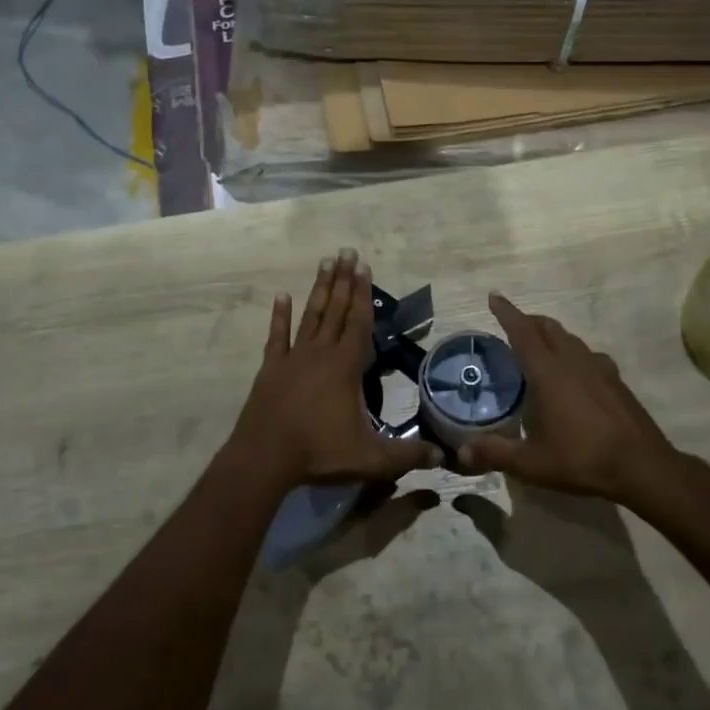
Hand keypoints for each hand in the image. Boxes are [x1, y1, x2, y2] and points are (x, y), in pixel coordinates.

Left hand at [227, 250, 442, 490]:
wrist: (265, 458)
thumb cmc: (320, 453)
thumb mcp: (371, 458)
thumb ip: (408, 455)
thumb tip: (444, 458)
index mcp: (345, 367)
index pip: (358, 323)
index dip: (363, 294)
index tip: (364, 266)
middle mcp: (320, 353)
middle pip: (335, 310)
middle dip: (343, 280)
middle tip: (347, 251)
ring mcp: (293, 358)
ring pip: (309, 316)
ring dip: (319, 289)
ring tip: (325, 262)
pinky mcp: (271, 369)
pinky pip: (277, 336)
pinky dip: (279, 315)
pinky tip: (282, 296)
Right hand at [459, 293, 694, 506]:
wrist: (644, 467)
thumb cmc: (583, 460)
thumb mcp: (532, 464)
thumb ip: (495, 453)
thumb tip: (462, 451)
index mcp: (549, 373)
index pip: (522, 332)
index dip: (507, 313)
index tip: (493, 297)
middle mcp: (573, 362)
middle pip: (548, 328)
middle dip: (527, 320)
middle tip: (511, 324)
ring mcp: (599, 369)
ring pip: (570, 338)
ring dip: (551, 334)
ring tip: (539, 346)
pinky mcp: (616, 381)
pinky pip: (588, 354)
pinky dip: (572, 352)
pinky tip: (573, 372)